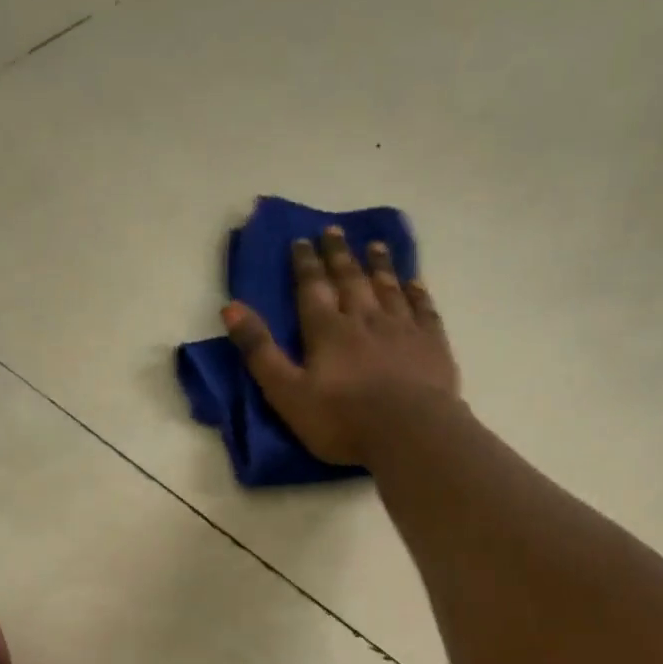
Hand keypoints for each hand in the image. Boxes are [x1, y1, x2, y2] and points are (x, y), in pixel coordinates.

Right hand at [223, 225, 459, 466]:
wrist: (409, 432)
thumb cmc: (342, 420)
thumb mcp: (287, 393)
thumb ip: (260, 352)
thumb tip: (230, 307)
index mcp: (327, 331)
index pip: (312, 288)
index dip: (305, 264)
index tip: (301, 240)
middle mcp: (364, 319)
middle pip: (350, 279)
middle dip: (339, 255)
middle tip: (334, 230)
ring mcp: (402, 328)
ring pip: (388, 287)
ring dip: (379, 265)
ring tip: (374, 245)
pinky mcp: (432, 344)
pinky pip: (423, 308)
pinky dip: (416, 292)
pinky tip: (414, 282)